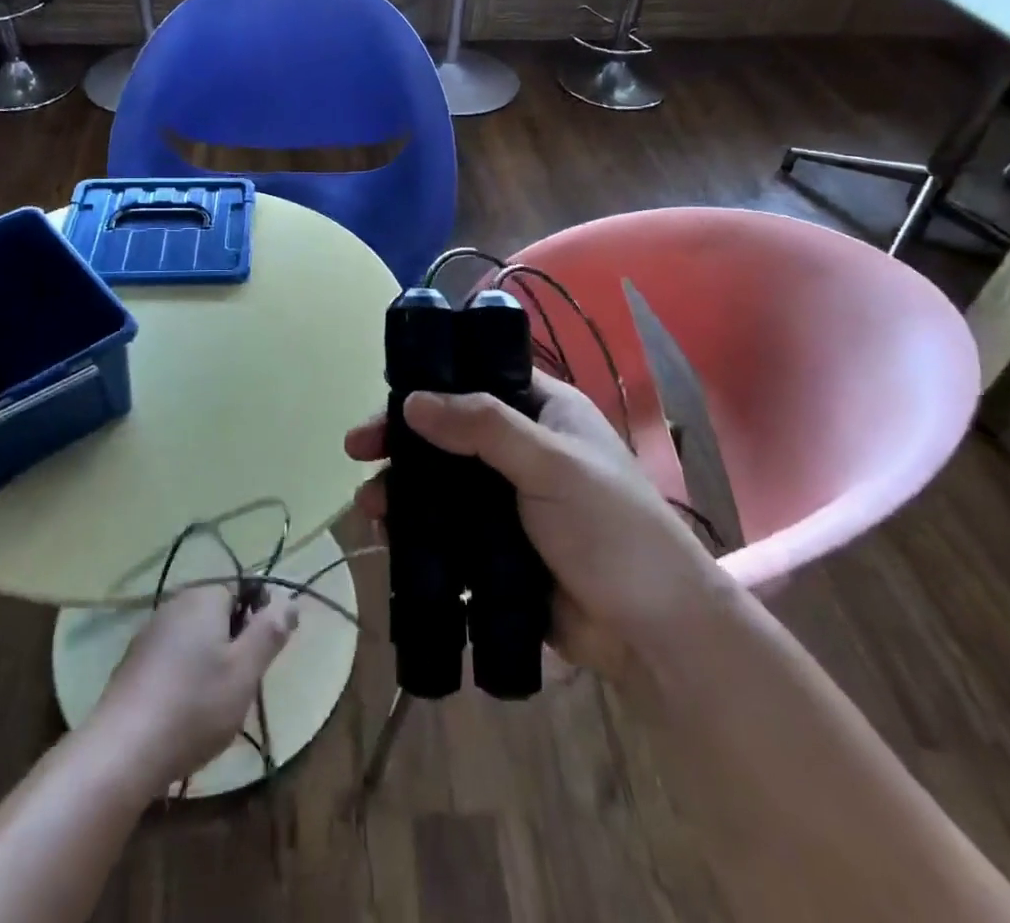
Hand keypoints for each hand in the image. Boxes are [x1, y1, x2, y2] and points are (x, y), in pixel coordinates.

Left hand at [90, 584, 298, 790]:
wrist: (120, 753)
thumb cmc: (194, 707)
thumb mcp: (245, 672)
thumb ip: (270, 632)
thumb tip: (290, 600)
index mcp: (204, 597)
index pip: (243, 589)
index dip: (258, 620)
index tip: (260, 658)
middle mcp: (174, 604)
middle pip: (217, 614)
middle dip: (233, 644)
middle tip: (240, 686)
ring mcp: (148, 634)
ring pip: (194, 638)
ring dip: (208, 663)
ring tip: (213, 706)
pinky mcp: (131, 664)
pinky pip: (170, 659)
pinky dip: (183, 678)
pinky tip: (182, 713)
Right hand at [346, 372, 723, 685]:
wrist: (653, 632)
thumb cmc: (612, 529)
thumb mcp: (552, 464)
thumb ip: (484, 427)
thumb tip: (412, 401)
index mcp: (545, 411)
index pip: (479, 376)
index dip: (431, 380)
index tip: (388, 397)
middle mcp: (524, 447)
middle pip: (451, 431)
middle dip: (403, 439)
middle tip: (357, 449)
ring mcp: (510, 499)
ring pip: (444, 481)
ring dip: (404, 487)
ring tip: (370, 506)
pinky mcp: (499, 547)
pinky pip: (449, 528)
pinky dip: (418, 529)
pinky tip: (390, 538)